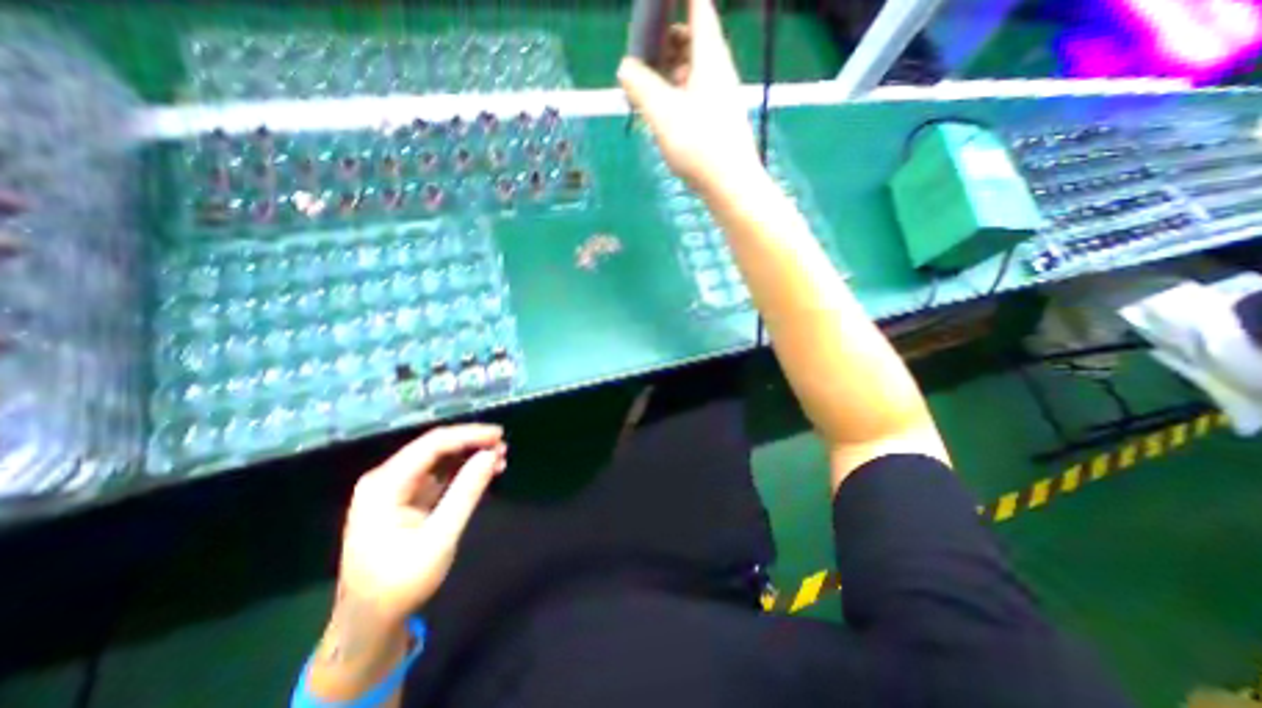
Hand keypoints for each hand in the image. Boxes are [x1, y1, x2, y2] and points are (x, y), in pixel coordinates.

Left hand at [340, 422, 511, 621]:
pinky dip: (462, 470)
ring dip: (469, 455)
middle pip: (435, 446)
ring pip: (438, 458)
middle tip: (503, 446)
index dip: (469, 435)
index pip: (433, 444)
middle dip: (471, 443)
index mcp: (385, 484)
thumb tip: (491, 455)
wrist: (369, 621)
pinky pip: (438, 473)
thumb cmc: (401, 583)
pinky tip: (484, 472)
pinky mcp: (406, 497)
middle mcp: (387, 478)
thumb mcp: (439, 538)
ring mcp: (395, 487)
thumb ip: (466, 492)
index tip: (499, 435)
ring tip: (500, 458)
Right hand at [616, 1, 752, 191]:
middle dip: (667, 40)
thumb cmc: (698, 144)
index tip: (659, 3)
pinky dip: (678, 95)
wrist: (730, 185)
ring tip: (648, 89)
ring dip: (670, 72)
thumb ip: (640, 86)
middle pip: (694, 40)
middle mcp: (719, 72)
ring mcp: (721, 98)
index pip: (698, 7)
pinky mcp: (719, 121)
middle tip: (643, 55)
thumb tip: (625, 67)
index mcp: (709, 57)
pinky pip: (696, 95)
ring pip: (693, 71)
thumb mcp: (661, 112)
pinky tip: (665, 115)